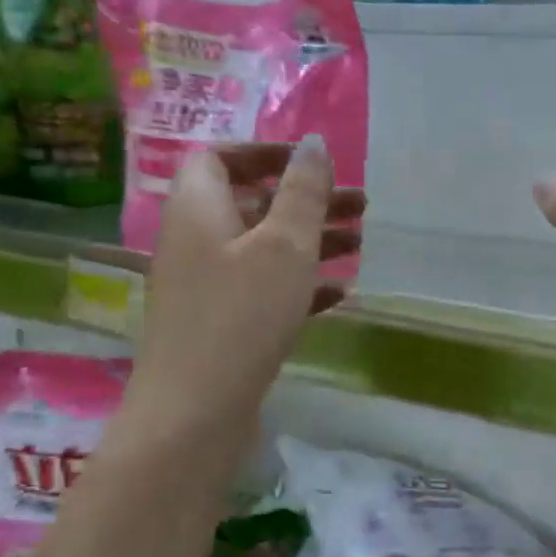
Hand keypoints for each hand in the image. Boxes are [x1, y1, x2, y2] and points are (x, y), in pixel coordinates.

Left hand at [127, 137, 362, 444]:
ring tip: (361, 244)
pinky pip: (263, 289)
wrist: (195, 413)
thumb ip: (303, 192)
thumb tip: (313, 143)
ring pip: (263, 248)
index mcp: (198, 209)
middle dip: (306, 200)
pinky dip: (299, 284)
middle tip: (360, 205)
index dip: (265, 153)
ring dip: (310, 241)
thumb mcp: (284, 245)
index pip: (219, 157)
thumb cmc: (242, 316)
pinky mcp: (221, 324)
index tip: (312, 165)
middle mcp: (196, 241)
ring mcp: (206, 286)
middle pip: (252, 203)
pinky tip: (341, 295)